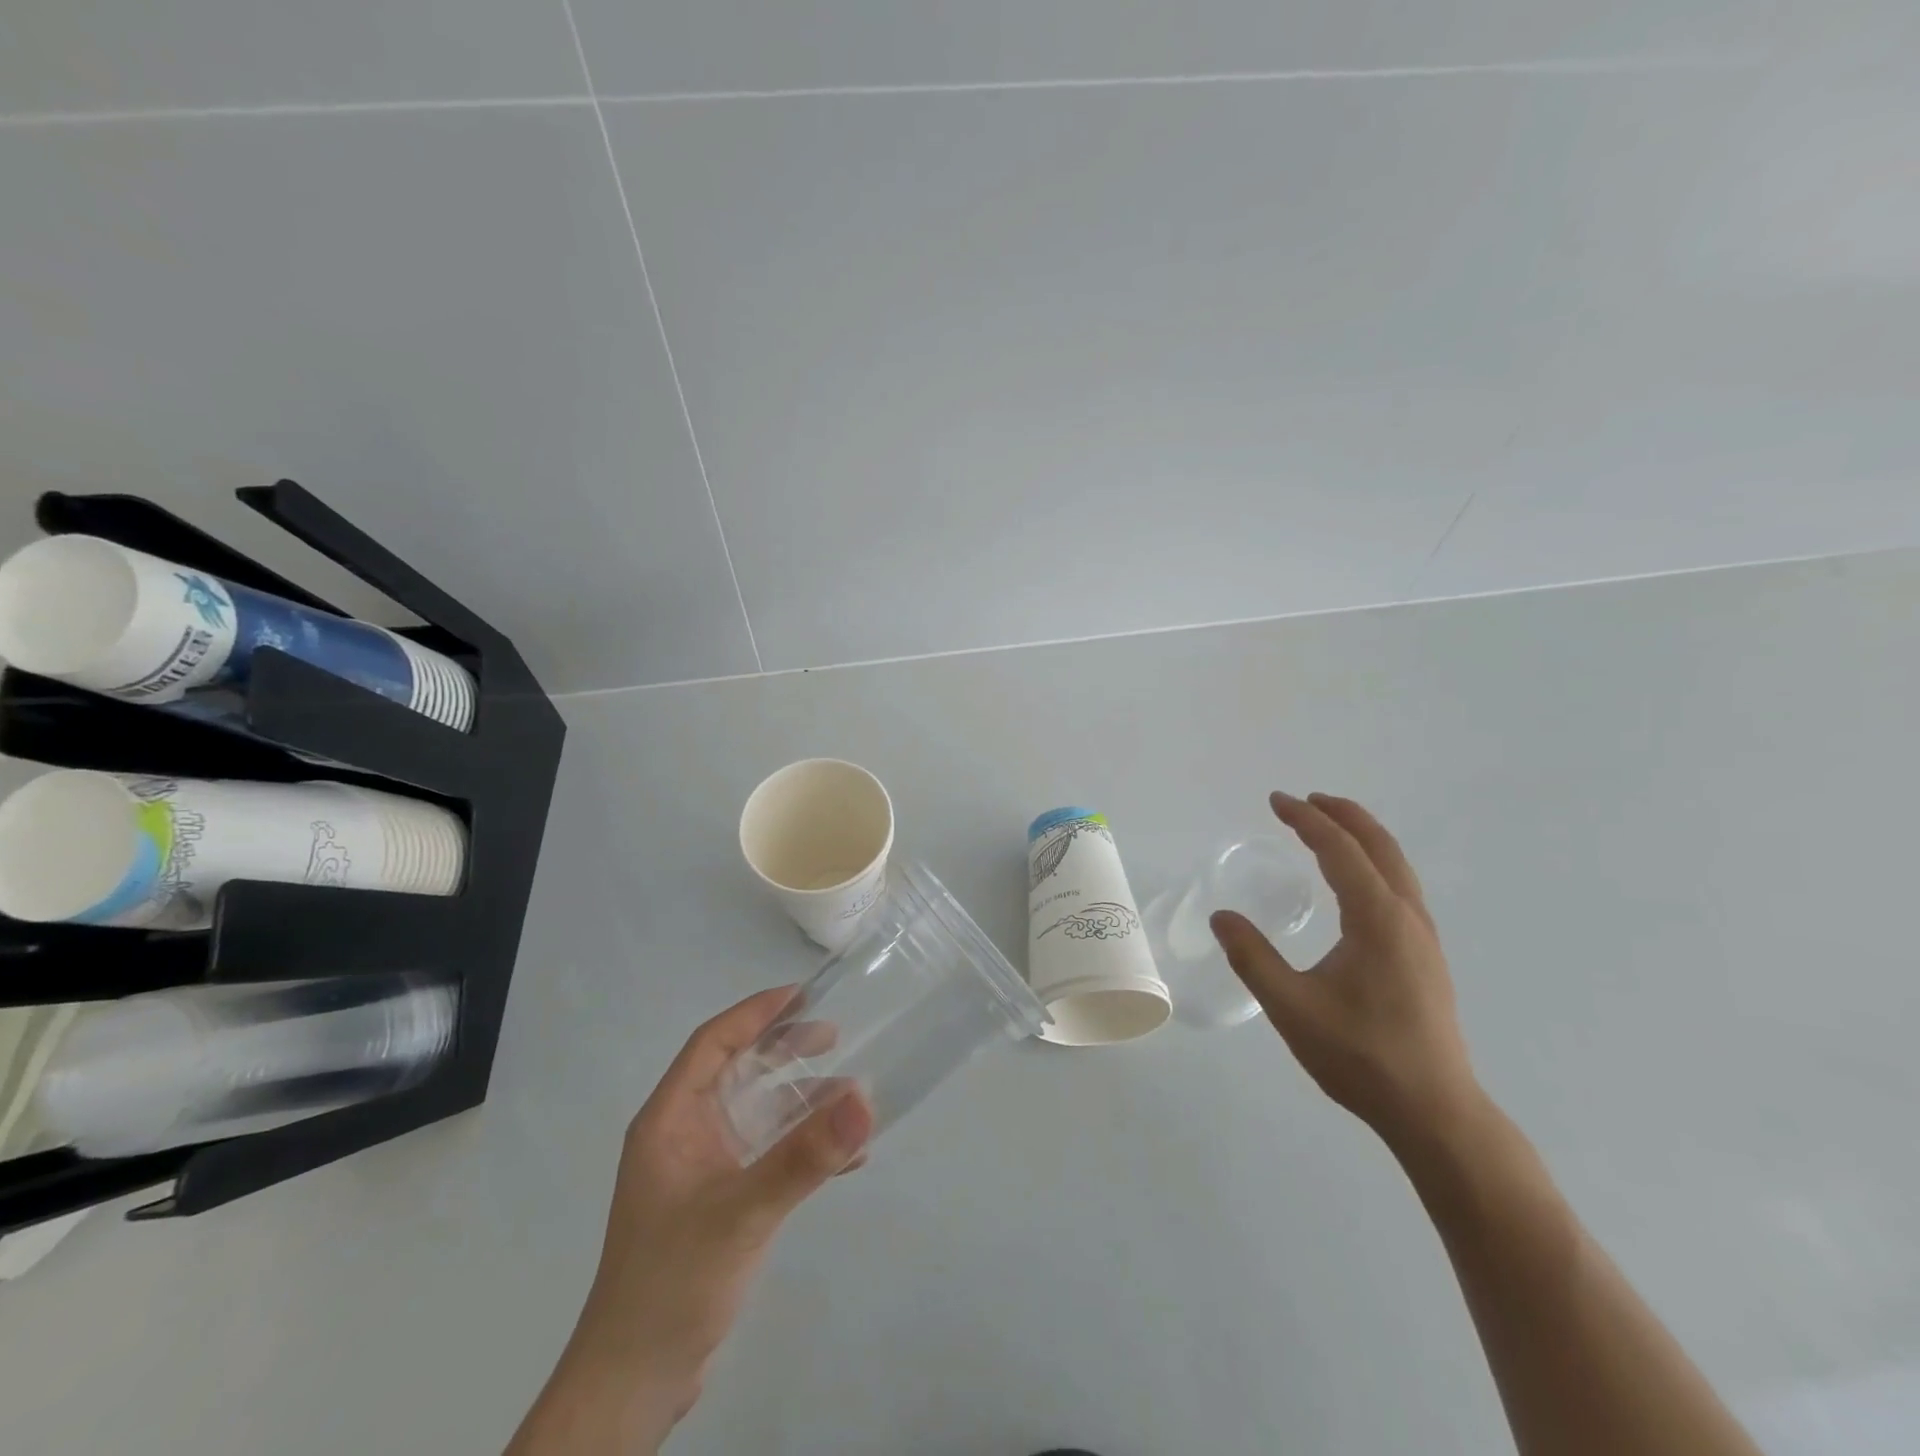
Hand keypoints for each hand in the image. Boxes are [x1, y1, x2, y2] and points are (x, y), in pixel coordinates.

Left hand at [508, 988, 873, 1454]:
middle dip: (784, 1051)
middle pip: (737, 1071)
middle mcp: (684, 1135)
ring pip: (757, 1114)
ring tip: (851, 1094)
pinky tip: (847, 1159)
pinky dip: (804, 1149)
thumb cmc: (673, 1282)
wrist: (635, 1385)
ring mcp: (702, 1170)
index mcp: (670, 1120)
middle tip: (834, 1036)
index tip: (803, 994)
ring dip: (802, 1102)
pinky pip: (768, 1155)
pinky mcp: (720, 1202)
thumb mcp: (742, 1213)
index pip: (712, 1043)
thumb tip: (865, 1098)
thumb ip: (804, 1156)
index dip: (755, 1013)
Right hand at [1209, 791, 1480, 1148]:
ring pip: (1396, 867)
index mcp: (1378, 919)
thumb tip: (1222, 917)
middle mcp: (1407, 917)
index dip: (1307, 820)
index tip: (1277, 801)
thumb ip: (1252, 957)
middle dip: (1343, 816)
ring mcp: (1423, 938)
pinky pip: (1399, 888)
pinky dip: (1373, 864)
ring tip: (1329, 827)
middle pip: (1379, 847)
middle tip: (1306, 800)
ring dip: (1362, 837)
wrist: (1435, 1111)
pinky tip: (1355, 884)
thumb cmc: (1360, 1056)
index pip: (1340, 851)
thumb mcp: (1291, 1006)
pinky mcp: (1426, 957)